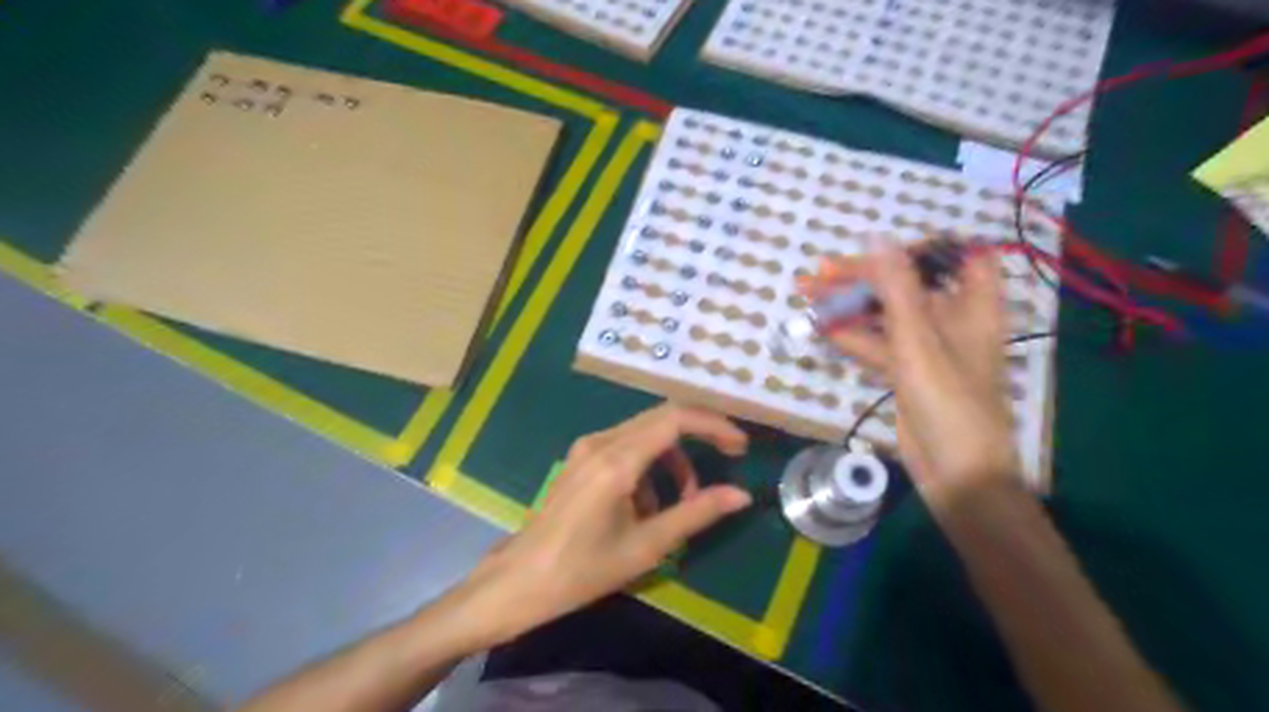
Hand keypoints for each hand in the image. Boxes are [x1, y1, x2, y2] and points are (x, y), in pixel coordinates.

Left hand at [456, 405, 750, 645]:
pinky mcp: (581, 457)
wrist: (520, 580)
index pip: (675, 419)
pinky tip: (648, 505)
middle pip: (662, 418)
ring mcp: (587, 446)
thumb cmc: (583, 570)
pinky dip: (650, 466)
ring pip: (646, 432)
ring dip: (674, 458)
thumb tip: (741, 495)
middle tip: (729, 458)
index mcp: (617, 461)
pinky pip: (627, 446)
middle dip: (699, 435)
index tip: (740, 445)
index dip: (713, 425)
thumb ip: (696, 514)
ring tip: (684, 501)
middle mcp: (601, 441)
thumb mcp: (646, 546)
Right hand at [824, 239, 1017, 509]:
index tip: (880, 249)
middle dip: (864, 277)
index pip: (958, 257)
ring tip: (808, 295)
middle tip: (820, 274)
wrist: (955, 473)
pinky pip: (877, 344)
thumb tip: (876, 238)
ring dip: (849, 306)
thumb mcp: (919, 342)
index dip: (923, 247)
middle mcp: (951, 321)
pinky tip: (821, 327)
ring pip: (886, 315)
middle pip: (908, 285)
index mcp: (972, 307)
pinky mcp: (906, 371)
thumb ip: (897, 289)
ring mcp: (926, 348)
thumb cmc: (949, 403)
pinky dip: (852, 336)